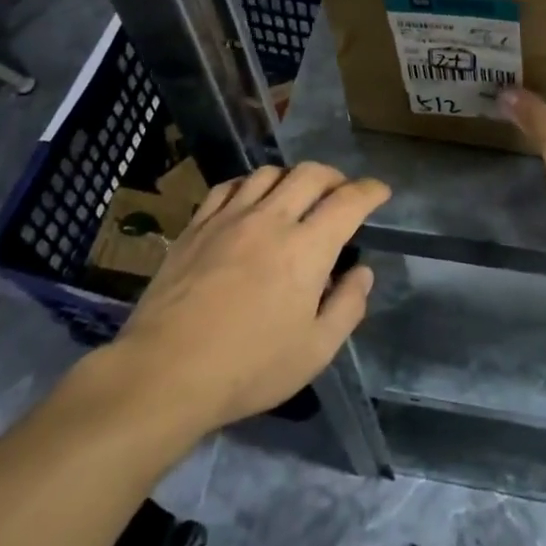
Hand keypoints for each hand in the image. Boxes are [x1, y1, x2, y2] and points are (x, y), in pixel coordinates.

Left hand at [111, 161, 383, 432]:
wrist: (166, 371)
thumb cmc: (248, 368)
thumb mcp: (315, 352)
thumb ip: (347, 307)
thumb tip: (362, 272)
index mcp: (306, 249)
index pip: (348, 202)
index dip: (370, 191)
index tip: (380, 192)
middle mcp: (271, 220)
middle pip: (310, 174)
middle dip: (334, 176)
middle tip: (341, 192)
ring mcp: (229, 218)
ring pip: (268, 173)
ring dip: (292, 177)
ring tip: (296, 195)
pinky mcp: (196, 226)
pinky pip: (228, 187)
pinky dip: (248, 185)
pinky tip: (249, 201)